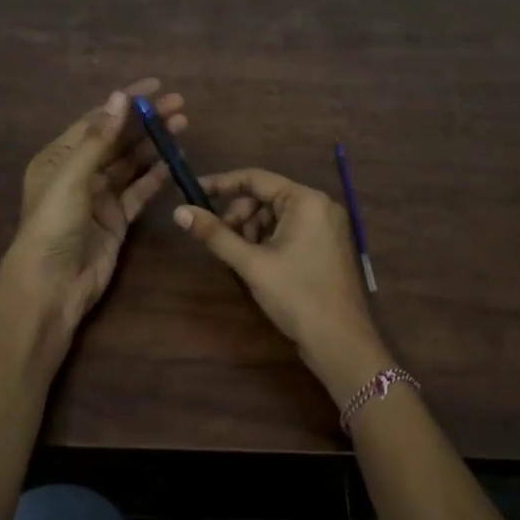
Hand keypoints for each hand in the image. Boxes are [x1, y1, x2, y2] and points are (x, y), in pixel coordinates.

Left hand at [0, 78, 185, 330]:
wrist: (52, 286)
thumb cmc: (53, 226)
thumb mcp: (72, 177)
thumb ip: (98, 139)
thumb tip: (120, 96)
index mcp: (59, 158)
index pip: (96, 120)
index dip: (125, 102)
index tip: (155, 86)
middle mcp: (79, 173)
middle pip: (118, 140)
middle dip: (146, 122)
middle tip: (180, 105)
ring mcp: (99, 197)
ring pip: (131, 164)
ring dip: (155, 145)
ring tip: (183, 126)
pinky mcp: (117, 219)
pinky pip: (140, 191)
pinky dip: (156, 176)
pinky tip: (175, 161)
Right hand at [174, 168, 390, 401]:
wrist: (340, 341)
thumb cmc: (296, 295)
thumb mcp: (251, 263)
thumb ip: (215, 234)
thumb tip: (179, 212)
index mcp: (305, 200)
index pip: (255, 178)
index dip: (221, 184)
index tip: (193, 192)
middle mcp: (320, 205)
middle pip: (266, 197)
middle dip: (239, 215)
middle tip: (222, 241)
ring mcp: (328, 226)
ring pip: (277, 215)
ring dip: (253, 230)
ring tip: (242, 259)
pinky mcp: (328, 246)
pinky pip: (291, 230)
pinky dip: (270, 240)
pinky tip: (259, 264)